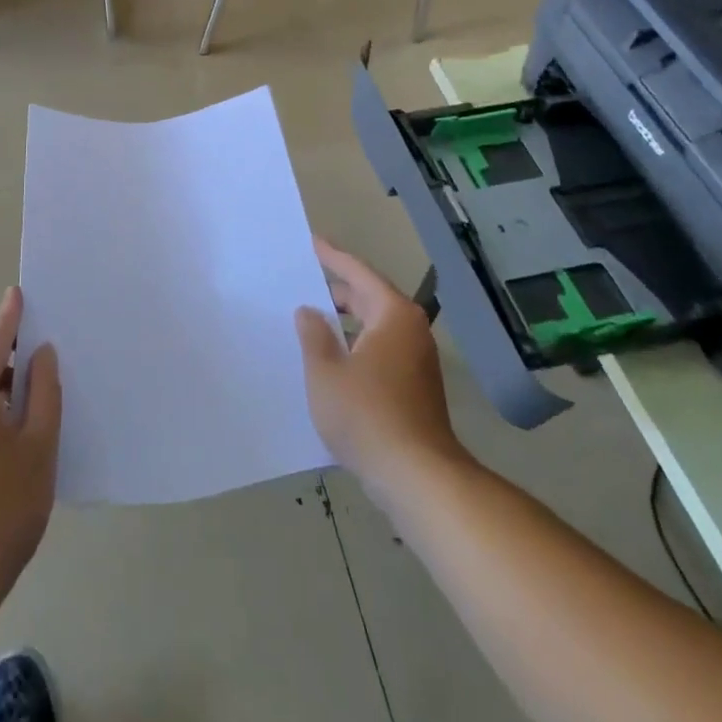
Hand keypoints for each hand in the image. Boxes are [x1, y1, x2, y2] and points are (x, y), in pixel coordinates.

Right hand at [295, 236, 466, 493]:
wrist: (419, 479)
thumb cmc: (367, 415)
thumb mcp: (326, 372)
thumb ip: (313, 335)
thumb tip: (309, 312)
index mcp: (392, 314)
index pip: (358, 273)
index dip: (332, 257)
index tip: (312, 243)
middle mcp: (410, 330)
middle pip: (369, 298)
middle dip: (336, 291)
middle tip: (303, 283)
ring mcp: (417, 361)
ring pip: (374, 328)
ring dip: (345, 323)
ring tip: (310, 321)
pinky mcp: (416, 388)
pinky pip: (380, 351)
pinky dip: (356, 346)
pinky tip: (332, 360)